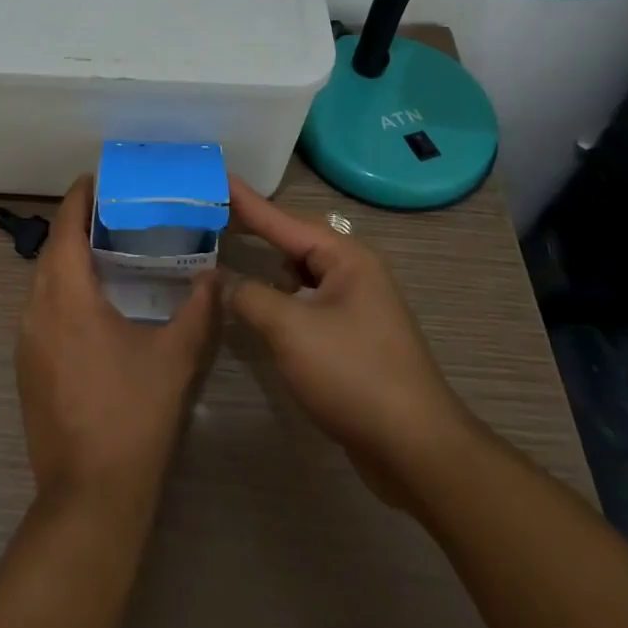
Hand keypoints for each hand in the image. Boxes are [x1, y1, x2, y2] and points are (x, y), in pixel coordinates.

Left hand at [16, 175, 216, 512]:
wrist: (88, 495)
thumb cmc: (133, 415)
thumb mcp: (175, 357)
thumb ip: (198, 309)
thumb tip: (213, 276)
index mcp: (67, 295)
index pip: (65, 227)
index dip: (78, 198)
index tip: (98, 179)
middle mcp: (36, 308)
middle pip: (51, 250)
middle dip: (75, 225)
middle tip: (113, 213)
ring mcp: (25, 339)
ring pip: (43, 280)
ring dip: (67, 259)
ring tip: (104, 251)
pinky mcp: (25, 366)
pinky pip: (40, 308)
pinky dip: (61, 290)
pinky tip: (91, 305)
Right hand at [220, 177, 475, 505]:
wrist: (416, 451)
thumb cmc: (352, 374)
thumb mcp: (289, 329)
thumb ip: (247, 296)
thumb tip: (218, 279)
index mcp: (345, 258)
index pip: (282, 220)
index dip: (245, 201)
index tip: (216, 175)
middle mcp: (353, 273)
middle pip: (292, 242)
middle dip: (253, 230)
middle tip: (210, 213)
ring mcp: (356, 307)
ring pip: (299, 275)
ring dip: (265, 268)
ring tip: (225, 255)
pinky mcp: (352, 339)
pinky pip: (305, 304)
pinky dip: (278, 300)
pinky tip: (257, 306)